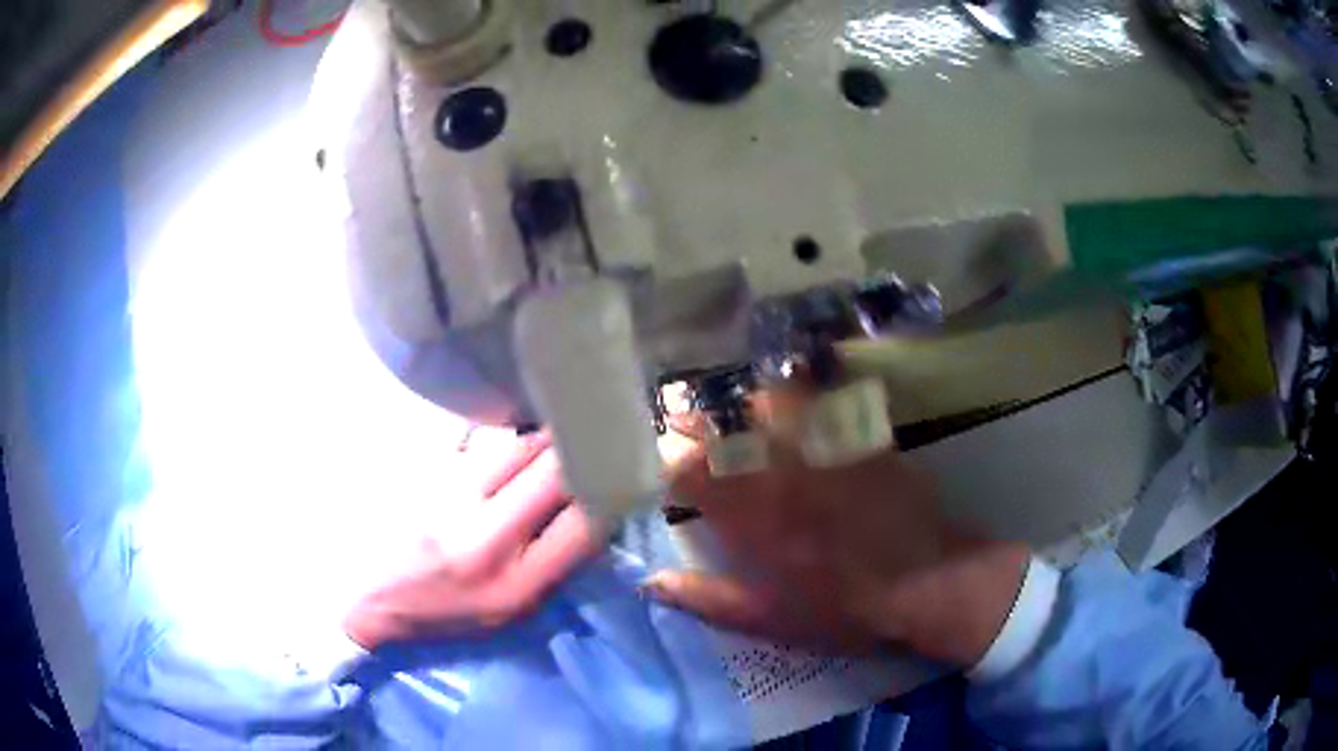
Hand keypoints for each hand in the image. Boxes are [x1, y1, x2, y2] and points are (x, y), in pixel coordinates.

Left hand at [343, 431, 603, 649]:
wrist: (363, 594)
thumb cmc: (441, 612)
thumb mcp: (508, 613)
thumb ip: (552, 566)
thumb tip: (592, 510)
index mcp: (514, 584)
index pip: (586, 522)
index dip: (611, 491)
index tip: (623, 472)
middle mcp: (484, 536)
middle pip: (554, 468)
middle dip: (581, 450)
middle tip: (594, 436)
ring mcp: (449, 495)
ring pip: (517, 441)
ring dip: (541, 437)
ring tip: (551, 433)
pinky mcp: (423, 468)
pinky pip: (477, 435)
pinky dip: (499, 432)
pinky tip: (504, 434)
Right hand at [646, 407, 1028, 666]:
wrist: (926, 582)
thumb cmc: (842, 608)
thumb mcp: (768, 619)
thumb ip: (707, 599)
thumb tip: (651, 582)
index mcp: (752, 518)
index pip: (689, 472)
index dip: (666, 462)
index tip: (660, 463)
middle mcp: (780, 472)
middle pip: (725, 426)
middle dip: (694, 419)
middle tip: (683, 419)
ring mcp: (822, 448)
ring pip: (769, 401)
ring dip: (743, 401)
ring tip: (735, 407)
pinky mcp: (857, 436)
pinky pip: (823, 397)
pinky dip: (799, 391)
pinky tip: (792, 392)